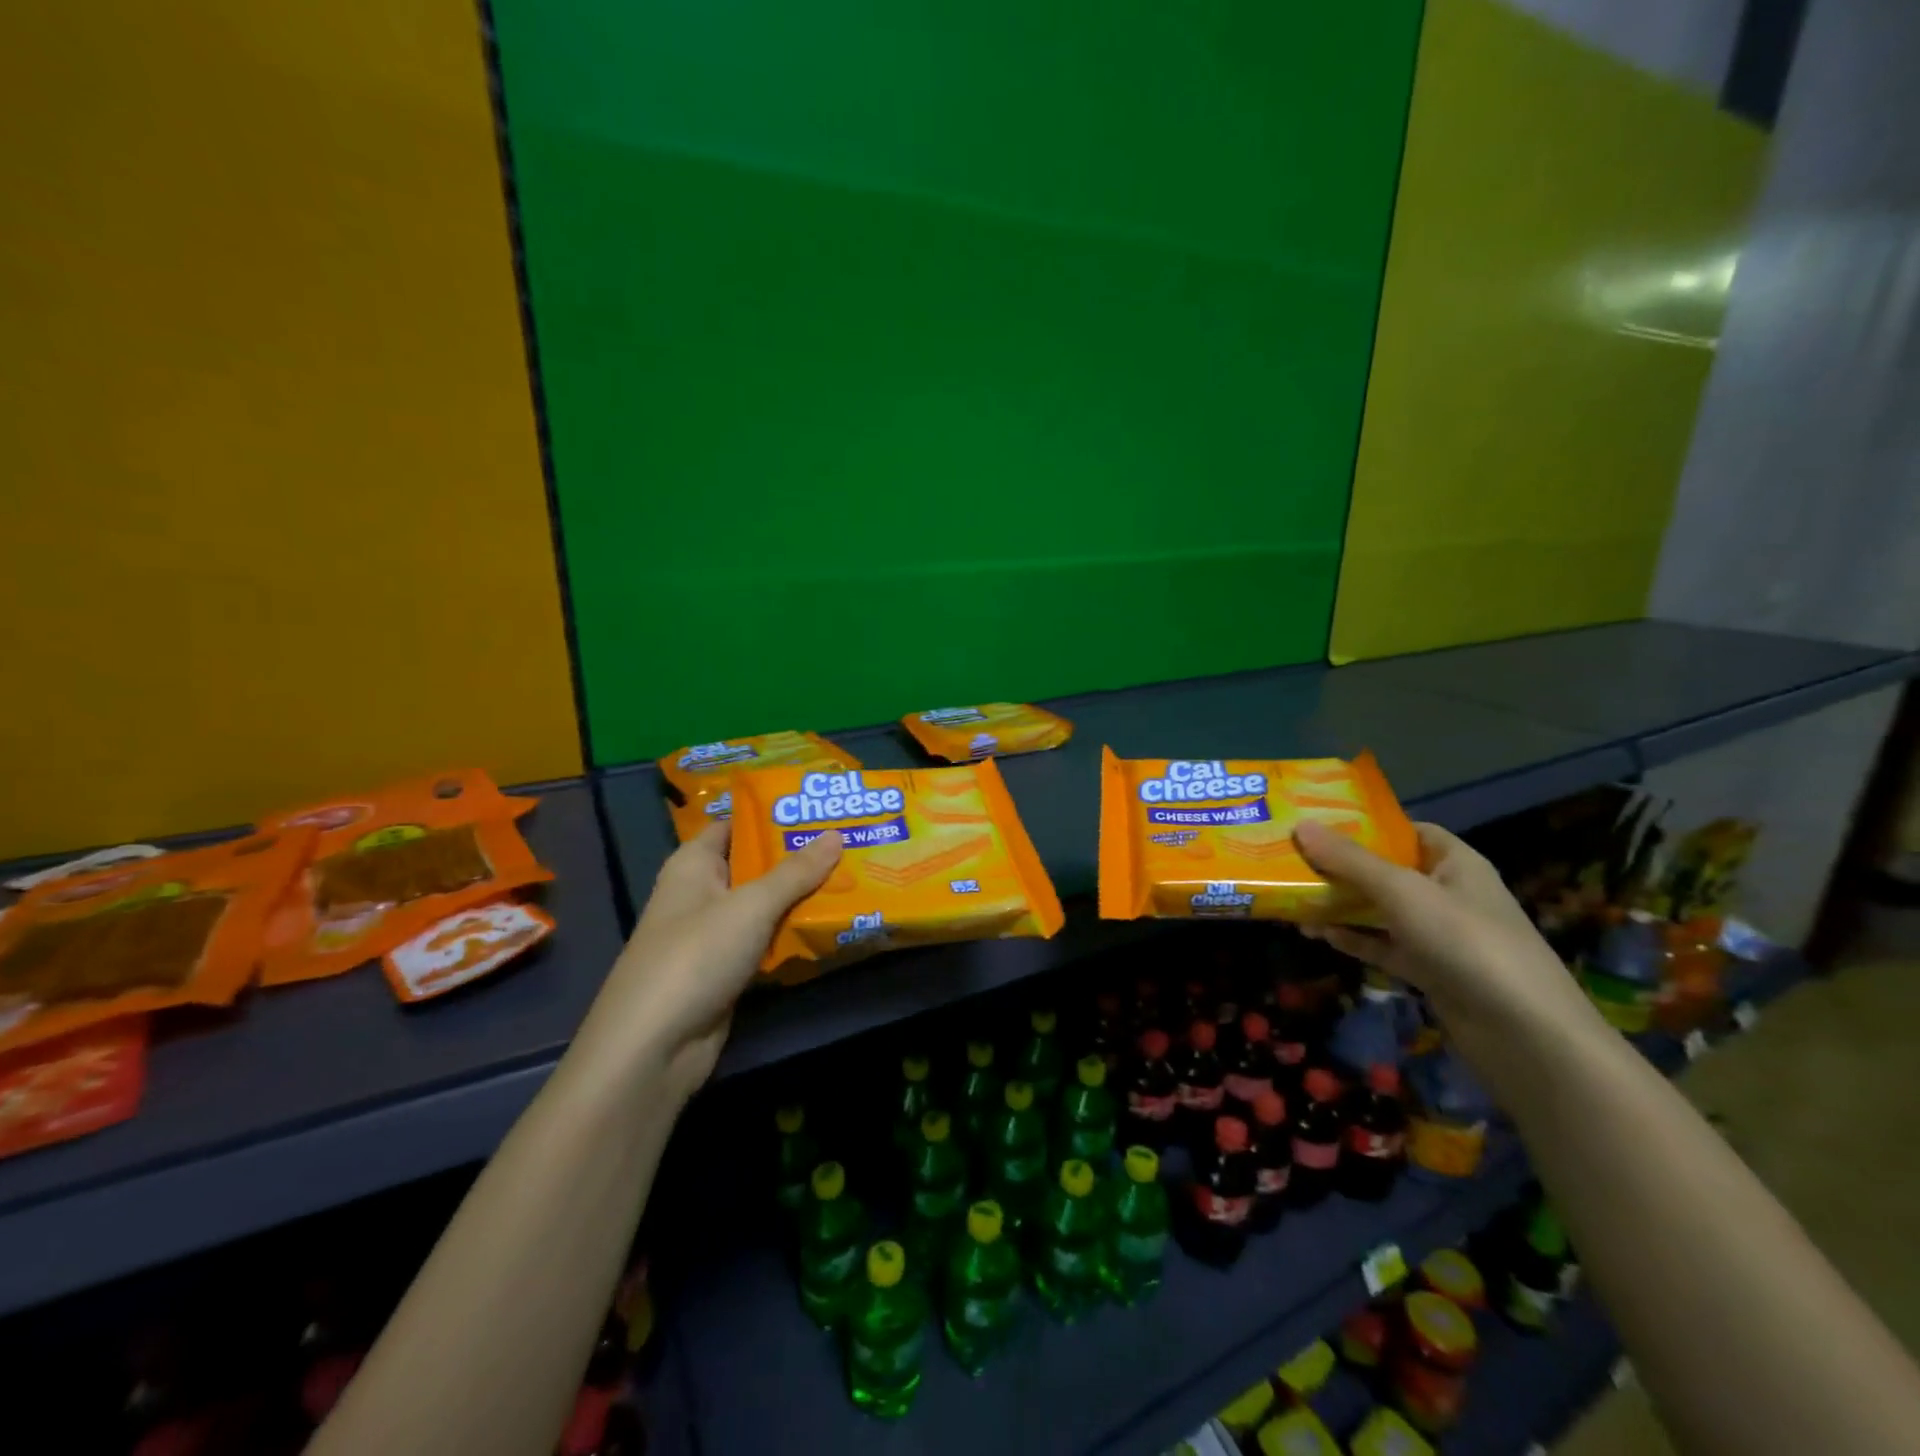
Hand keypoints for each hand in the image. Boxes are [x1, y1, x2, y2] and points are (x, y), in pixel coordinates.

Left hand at [571, 823, 842, 1097]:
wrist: (653, 1047)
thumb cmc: (696, 955)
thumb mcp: (751, 906)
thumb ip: (795, 872)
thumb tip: (836, 835)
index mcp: (694, 864)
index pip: (735, 825)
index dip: (773, 815)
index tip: (820, 808)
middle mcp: (701, 893)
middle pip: (755, 865)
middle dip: (799, 857)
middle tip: (851, 840)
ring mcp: (713, 935)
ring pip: (765, 906)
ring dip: (802, 897)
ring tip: (854, 876)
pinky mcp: (726, 970)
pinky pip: (766, 941)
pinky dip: (793, 933)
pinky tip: (833, 924)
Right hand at [1292, 819, 1600, 1068]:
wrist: (1525, 1035)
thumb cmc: (1466, 942)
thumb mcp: (1403, 891)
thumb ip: (1350, 860)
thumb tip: (1300, 825)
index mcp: (1454, 863)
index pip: (1407, 831)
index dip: (1366, 824)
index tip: (1317, 822)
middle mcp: (1447, 894)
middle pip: (1386, 870)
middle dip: (1341, 866)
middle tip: (1290, 858)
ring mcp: (1438, 935)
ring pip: (1379, 910)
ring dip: (1339, 905)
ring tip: (1292, 898)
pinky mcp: (1429, 971)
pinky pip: (1382, 946)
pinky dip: (1352, 939)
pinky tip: (1317, 933)